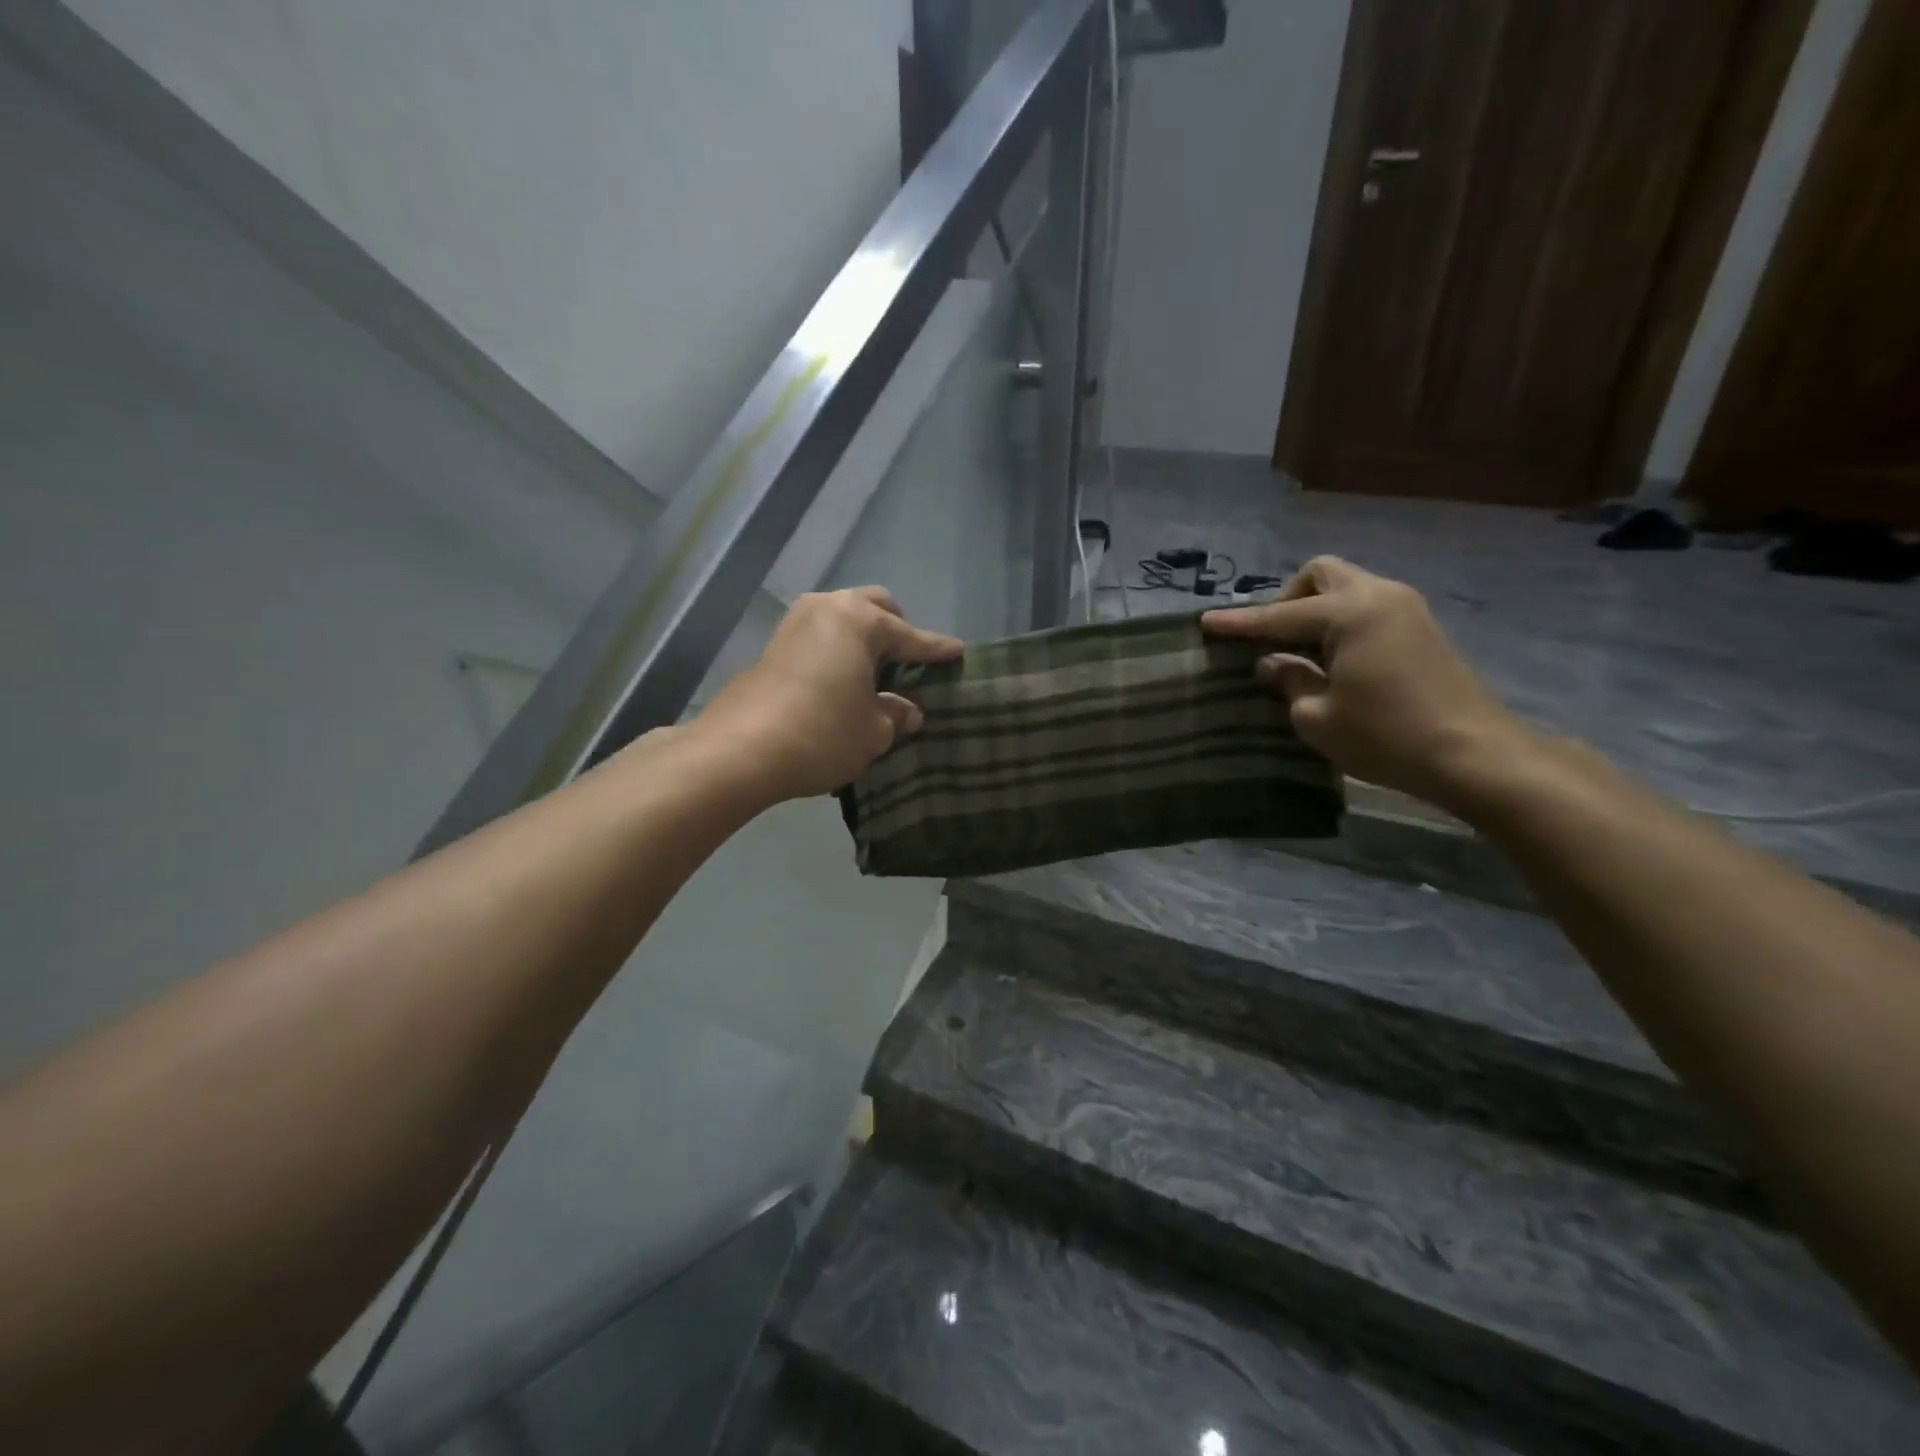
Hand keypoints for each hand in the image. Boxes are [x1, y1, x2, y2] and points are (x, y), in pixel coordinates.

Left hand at [695, 587, 962, 802]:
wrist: (741, 750)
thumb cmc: (823, 733)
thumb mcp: (873, 731)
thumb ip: (895, 714)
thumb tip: (907, 710)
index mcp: (860, 620)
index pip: (911, 635)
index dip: (936, 649)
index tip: (958, 652)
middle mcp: (827, 609)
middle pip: (874, 607)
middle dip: (897, 628)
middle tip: (910, 660)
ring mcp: (795, 624)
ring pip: (842, 618)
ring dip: (863, 638)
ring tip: (877, 671)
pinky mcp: (773, 646)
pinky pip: (821, 637)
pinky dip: (839, 650)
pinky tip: (843, 680)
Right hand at [1203, 557, 1528, 808]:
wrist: (1473, 754)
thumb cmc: (1385, 736)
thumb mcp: (1318, 717)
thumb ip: (1289, 681)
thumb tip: (1273, 664)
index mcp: (1349, 613)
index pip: (1279, 614)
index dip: (1239, 622)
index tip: (1205, 622)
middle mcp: (1378, 596)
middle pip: (1321, 575)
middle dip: (1288, 599)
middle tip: (1271, 637)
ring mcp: (1406, 609)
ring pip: (1347, 588)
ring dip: (1316, 611)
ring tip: (1298, 651)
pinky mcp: (1421, 629)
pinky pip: (1367, 608)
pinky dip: (1341, 622)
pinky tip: (1332, 659)